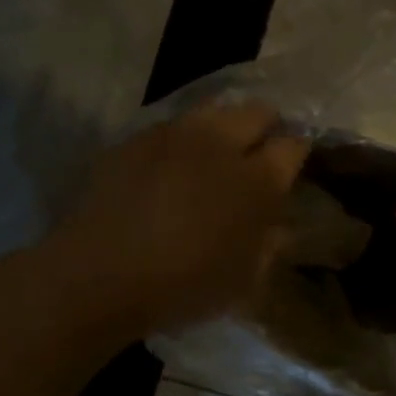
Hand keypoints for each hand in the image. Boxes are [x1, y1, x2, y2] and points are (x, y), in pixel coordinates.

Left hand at [51, 100, 310, 337]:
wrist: (99, 274)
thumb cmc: (183, 286)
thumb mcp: (242, 280)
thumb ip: (269, 246)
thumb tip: (279, 226)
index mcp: (257, 180)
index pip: (293, 145)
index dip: (296, 151)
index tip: (290, 164)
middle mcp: (221, 144)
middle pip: (258, 112)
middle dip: (265, 127)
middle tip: (256, 153)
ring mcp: (176, 135)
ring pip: (215, 109)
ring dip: (224, 126)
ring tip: (214, 152)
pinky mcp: (138, 137)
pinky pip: (172, 125)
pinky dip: (182, 139)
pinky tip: (170, 165)